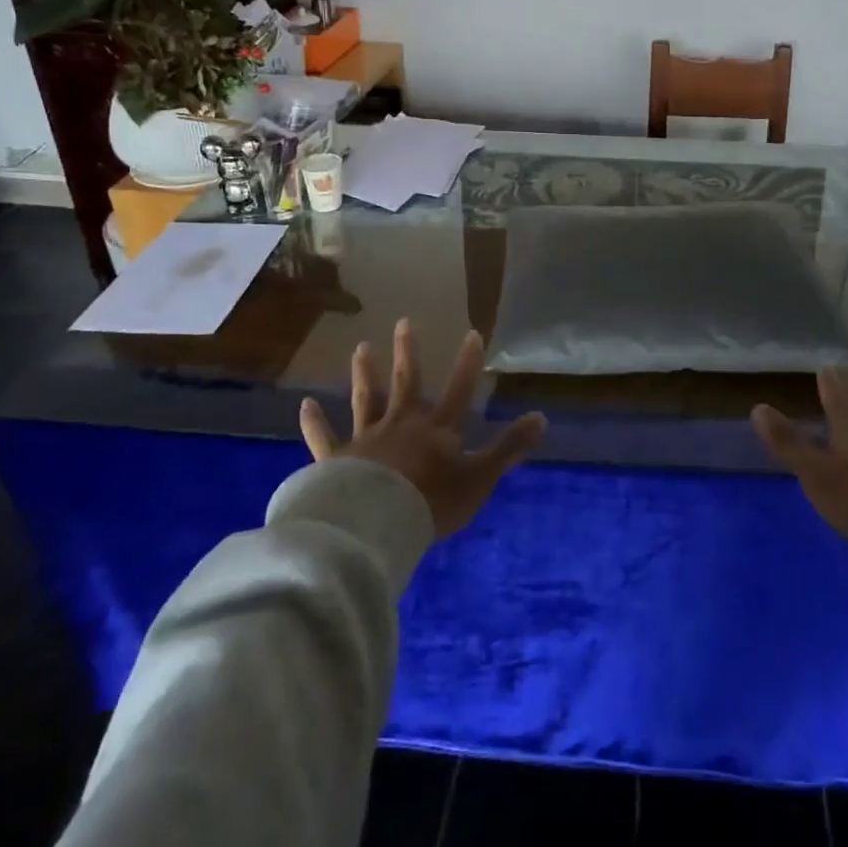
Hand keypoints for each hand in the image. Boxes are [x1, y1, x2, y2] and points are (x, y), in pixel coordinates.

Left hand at [300, 319, 547, 539]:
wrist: (376, 524)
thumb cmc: (432, 502)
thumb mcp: (480, 477)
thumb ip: (509, 448)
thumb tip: (542, 417)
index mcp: (437, 431)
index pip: (458, 390)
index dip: (467, 363)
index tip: (472, 333)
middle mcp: (401, 424)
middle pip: (405, 383)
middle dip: (406, 352)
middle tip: (402, 322)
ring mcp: (367, 439)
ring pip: (365, 399)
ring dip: (364, 374)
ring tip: (361, 348)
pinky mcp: (336, 460)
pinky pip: (324, 437)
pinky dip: (314, 422)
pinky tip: (304, 405)